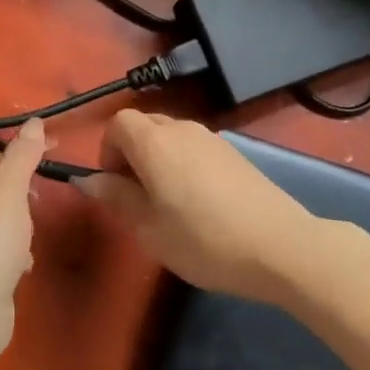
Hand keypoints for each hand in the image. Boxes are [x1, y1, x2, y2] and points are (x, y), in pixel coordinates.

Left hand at [0, 119, 48, 346]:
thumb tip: (34, 121)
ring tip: (23, 244)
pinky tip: (19, 266)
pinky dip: (7, 254)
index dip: (18, 161)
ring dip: (16, 229)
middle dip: (17, 200)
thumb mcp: (9, 189)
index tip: (46, 168)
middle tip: (32, 211)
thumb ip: (23, 154)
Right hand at [77, 111, 317, 305]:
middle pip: (145, 125)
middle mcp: (182, 129)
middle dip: (132, 154)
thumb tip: (88, 179)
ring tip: (168, 204)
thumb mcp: (149, 228)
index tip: (114, 185)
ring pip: (172, 137)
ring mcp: (213, 139)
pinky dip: (185, 166)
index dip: (108, 150)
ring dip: (159, 160)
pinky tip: (200, 205)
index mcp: (155, 142)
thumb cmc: (203, 240)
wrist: (281, 246)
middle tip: (137, 197)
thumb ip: (116, 197)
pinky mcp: (236, 154)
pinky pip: (195, 149)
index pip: (118, 123)